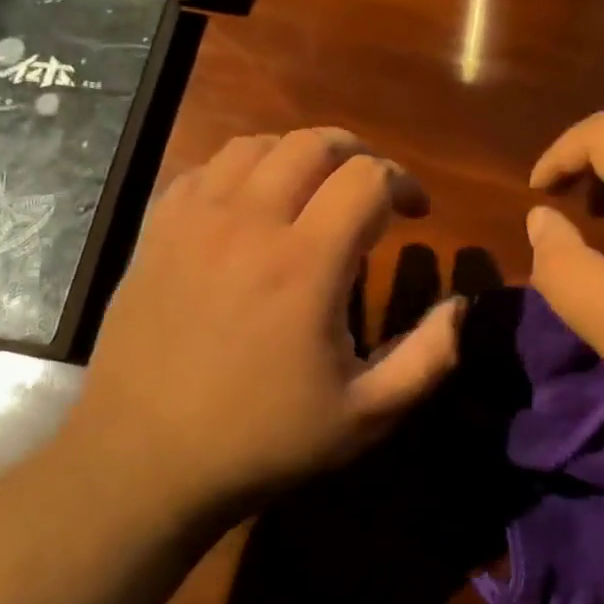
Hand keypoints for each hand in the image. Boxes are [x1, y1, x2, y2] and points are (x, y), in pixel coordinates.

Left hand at [69, 128, 464, 518]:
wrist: (144, 459)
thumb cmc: (262, 440)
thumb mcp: (366, 415)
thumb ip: (429, 357)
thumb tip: (459, 304)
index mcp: (306, 262)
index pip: (368, 178)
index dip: (405, 183)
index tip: (416, 212)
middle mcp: (250, 222)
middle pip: (313, 144)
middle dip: (358, 154)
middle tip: (372, 190)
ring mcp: (196, 221)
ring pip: (256, 145)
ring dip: (299, 156)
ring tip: (314, 190)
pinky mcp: (157, 231)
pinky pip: (206, 170)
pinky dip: (242, 171)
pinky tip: (251, 206)